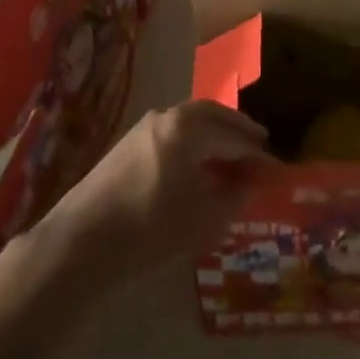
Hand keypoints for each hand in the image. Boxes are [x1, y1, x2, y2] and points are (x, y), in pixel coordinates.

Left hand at [38, 100, 270, 282]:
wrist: (81, 243)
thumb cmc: (152, 227)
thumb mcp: (205, 217)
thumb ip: (235, 195)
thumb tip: (252, 181)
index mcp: (190, 125)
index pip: (235, 136)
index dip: (258, 156)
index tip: (278, 170)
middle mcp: (168, 115)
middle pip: (212, 116)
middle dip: (237, 130)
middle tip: (258, 145)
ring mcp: (143, 127)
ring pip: (190, 123)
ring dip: (213, 135)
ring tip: (230, 156)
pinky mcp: (127, 145)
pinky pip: (172, 134)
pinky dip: (192, 143)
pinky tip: (196, 167)